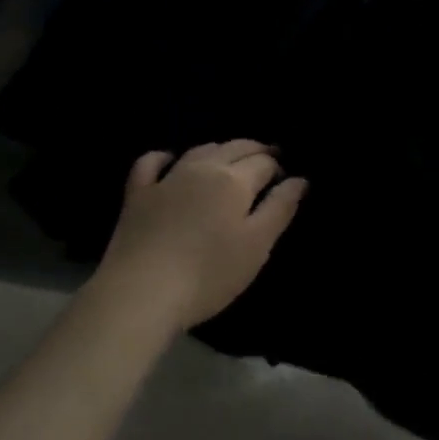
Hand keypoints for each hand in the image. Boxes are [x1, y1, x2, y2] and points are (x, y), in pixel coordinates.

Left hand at [90, 140, 308, 333]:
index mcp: (234, 180)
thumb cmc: (209, 274)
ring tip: (230, 159)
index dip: (279, 168)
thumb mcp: (257, 245)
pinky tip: (170, 160)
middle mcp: (202, 168)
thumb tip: (299, 179)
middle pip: (234, 148)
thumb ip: (280, 208)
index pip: (264, 162)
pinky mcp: (138, 194)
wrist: (142, 291)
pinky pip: (151, 162)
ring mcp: (166, 178)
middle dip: (255, 151)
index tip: (286, 181)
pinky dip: (165, 157)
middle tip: (268, 160)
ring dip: (220, 150)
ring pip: (199, 150)